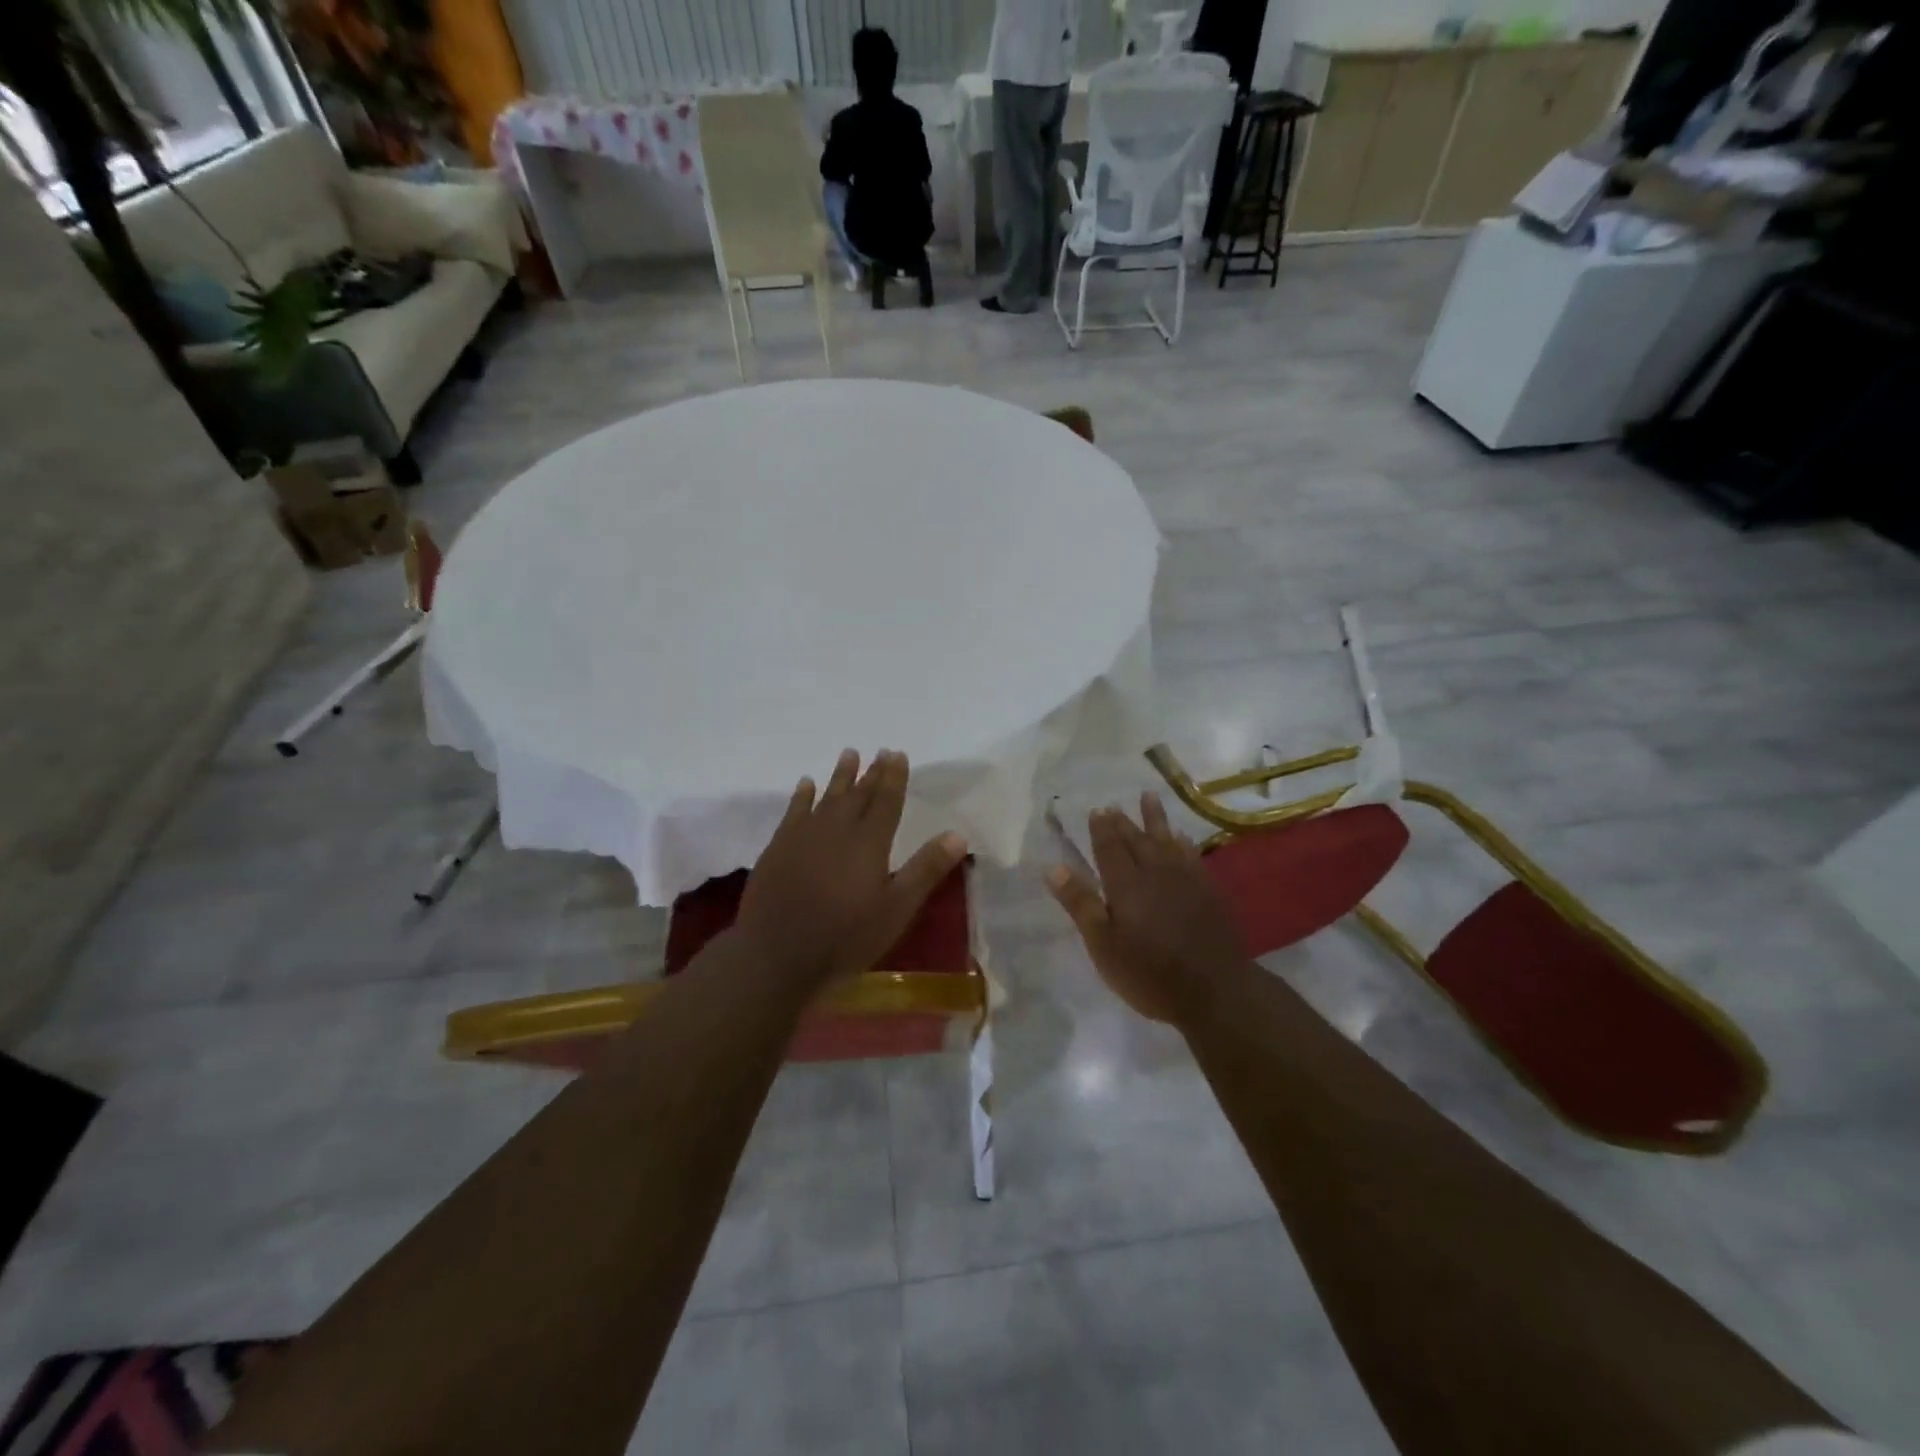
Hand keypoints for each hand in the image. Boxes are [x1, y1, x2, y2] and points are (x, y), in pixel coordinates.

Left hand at [735, 749, 967, 987]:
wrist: (776, 955)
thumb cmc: (845, 937)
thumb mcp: (896, 909)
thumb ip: (925, 869)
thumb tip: (957, 834)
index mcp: (869, 842)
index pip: (886, 801)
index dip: (894, 777)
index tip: (898, 754)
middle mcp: (837, 829)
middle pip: (858, 794)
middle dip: (871, 772)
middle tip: (880, 751)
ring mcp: (804, 836)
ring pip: (826, 796)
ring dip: (839, 775)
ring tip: (849, 754)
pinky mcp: (778, 847)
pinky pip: (794, 811)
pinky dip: (802, 795)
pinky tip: (806, 784)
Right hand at [1046, 793, 1246, 1024]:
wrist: (1214, 990)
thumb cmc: (1149, 972)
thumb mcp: (1103, 944)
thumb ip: (1080, 904)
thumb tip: (1053, 867)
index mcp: (1125, 884)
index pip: (1109, 848)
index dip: (1101, 829)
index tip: (1096, 810)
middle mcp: (1155, 872)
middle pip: (1136, 840)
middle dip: (1123, 822)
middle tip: (1114, 805)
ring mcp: (1185, 880)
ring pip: (1166, 840)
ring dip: (1155, 819)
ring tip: (1149, 797)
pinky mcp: (1208, 891)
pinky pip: (1191, 855)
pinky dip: (1183, 842)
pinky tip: (1181, 837)